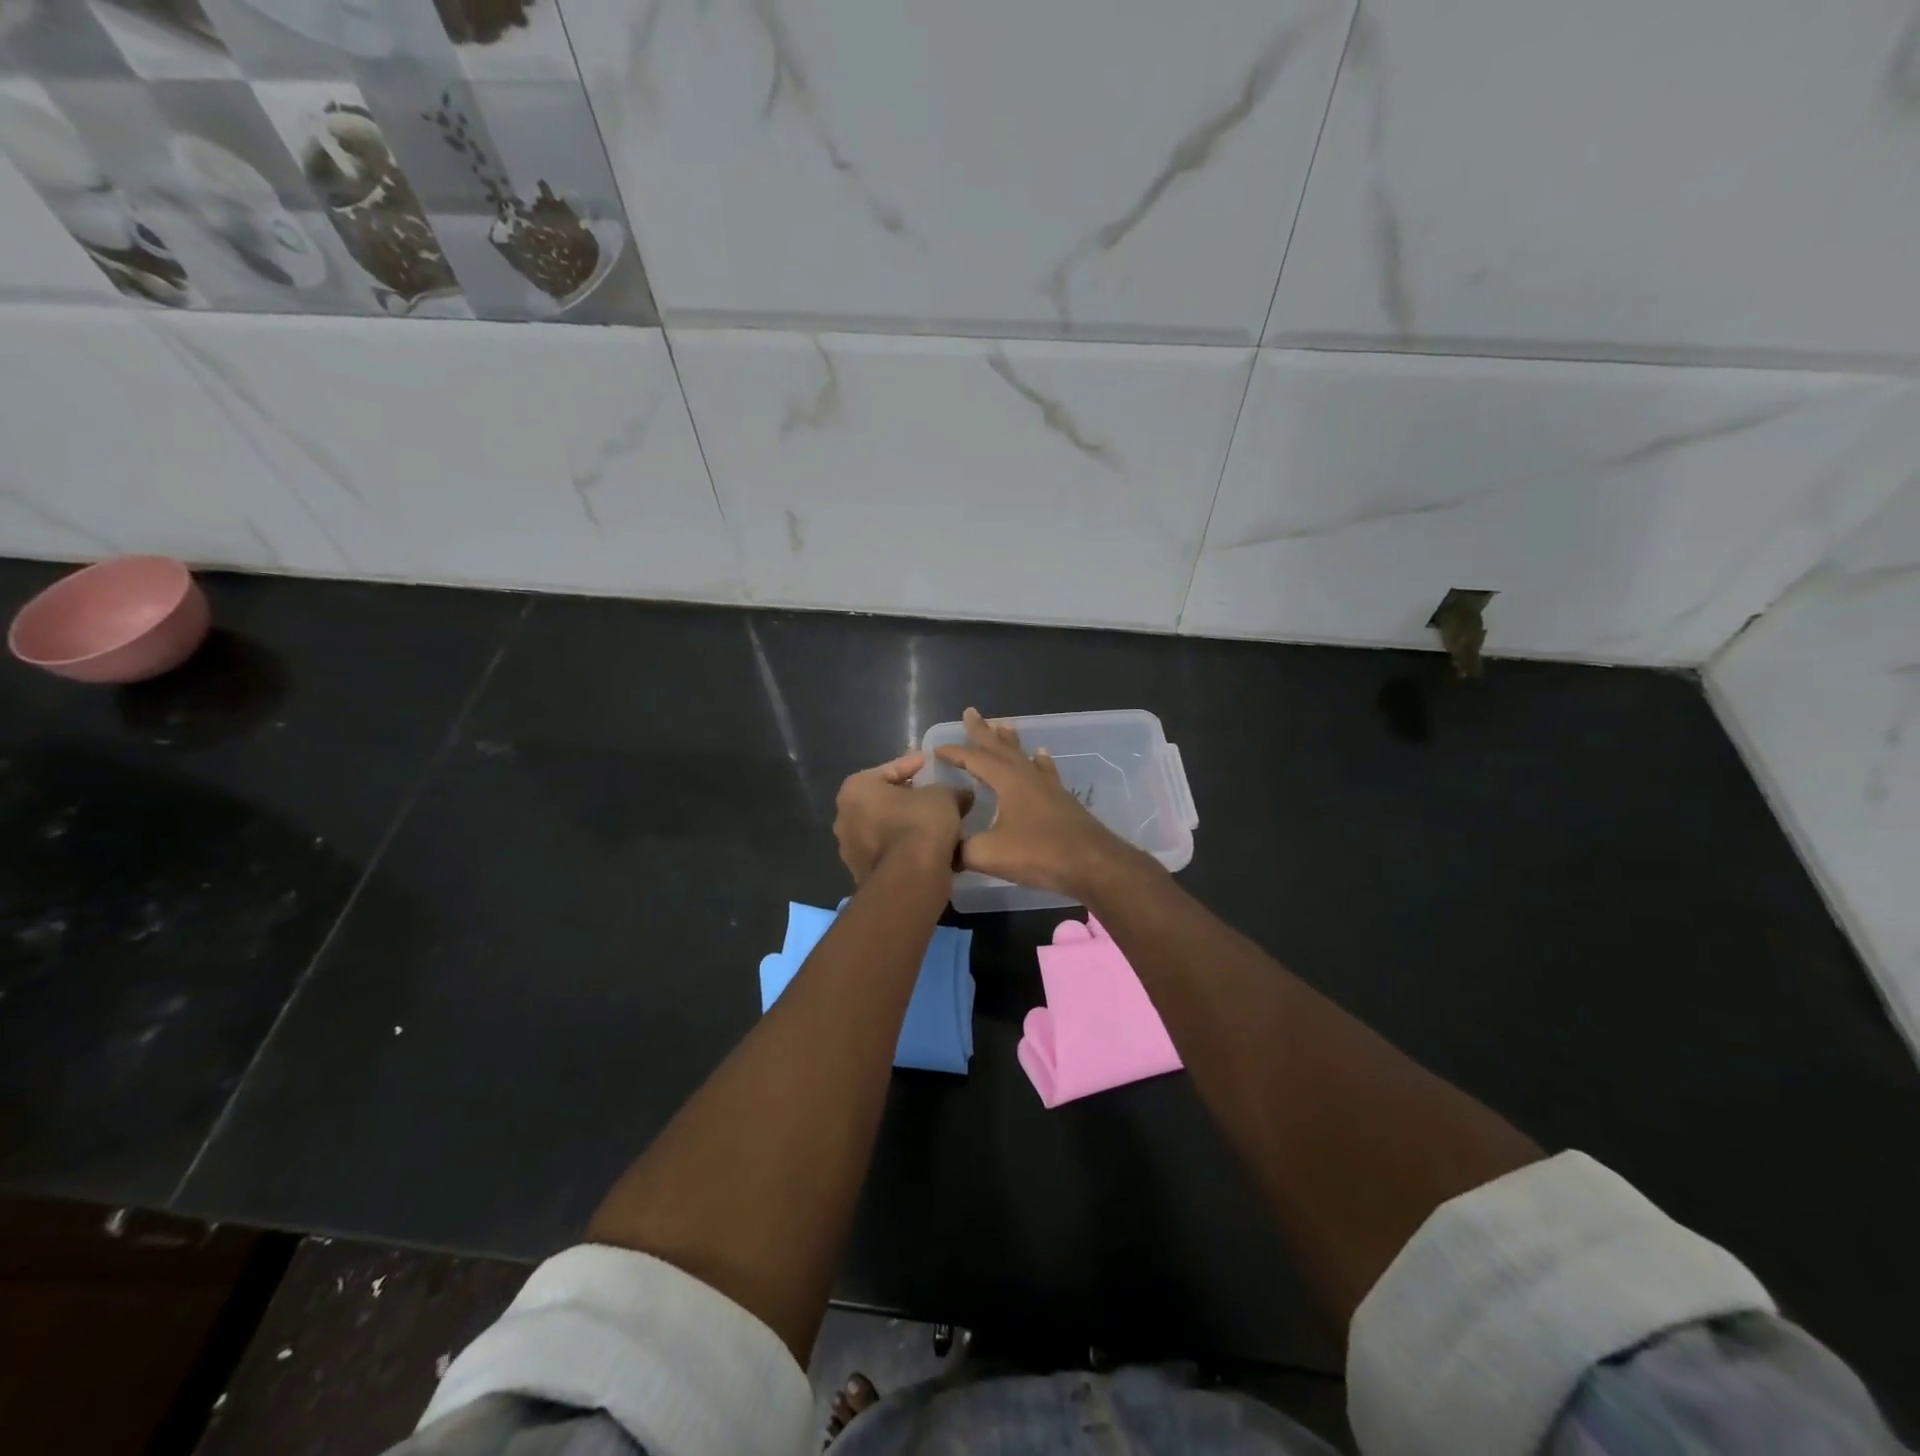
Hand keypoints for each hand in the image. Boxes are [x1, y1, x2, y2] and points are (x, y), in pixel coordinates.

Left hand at [833, 751, 968, 884]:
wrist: (910, 879)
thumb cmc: (920, 824)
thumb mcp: (944, 796)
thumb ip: (952, 791)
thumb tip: (963, 794)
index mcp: (855, 789)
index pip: (889, 770)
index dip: (913, 766)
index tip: (930, 765)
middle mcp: (844, 818)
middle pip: (883, 801)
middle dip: (908, 799)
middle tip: (934, 796)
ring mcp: (850, 850)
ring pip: (885, 830)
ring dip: (907, 826)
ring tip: (937, 825)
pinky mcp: (862, 875)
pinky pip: (889, 853)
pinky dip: (906, 849)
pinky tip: (930, 849)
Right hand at [933, 708, 1137, 897]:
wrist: (1093, 864)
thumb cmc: (1040, 854)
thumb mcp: (990, 854)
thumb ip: (961, 850)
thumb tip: (943, 851)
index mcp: (1007, 782)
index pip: (975, 759)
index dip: (955, 753)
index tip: (936, 748)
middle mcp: (1027, 776)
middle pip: (1000, 748)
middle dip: (983, 731)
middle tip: (971, 712)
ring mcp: (1048, 787)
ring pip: (1024, 755)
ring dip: (1010, 741)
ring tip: (1003, 725)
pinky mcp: (1062, 800)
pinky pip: (1045, 771)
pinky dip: (1039, 761)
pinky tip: (1041, 755)